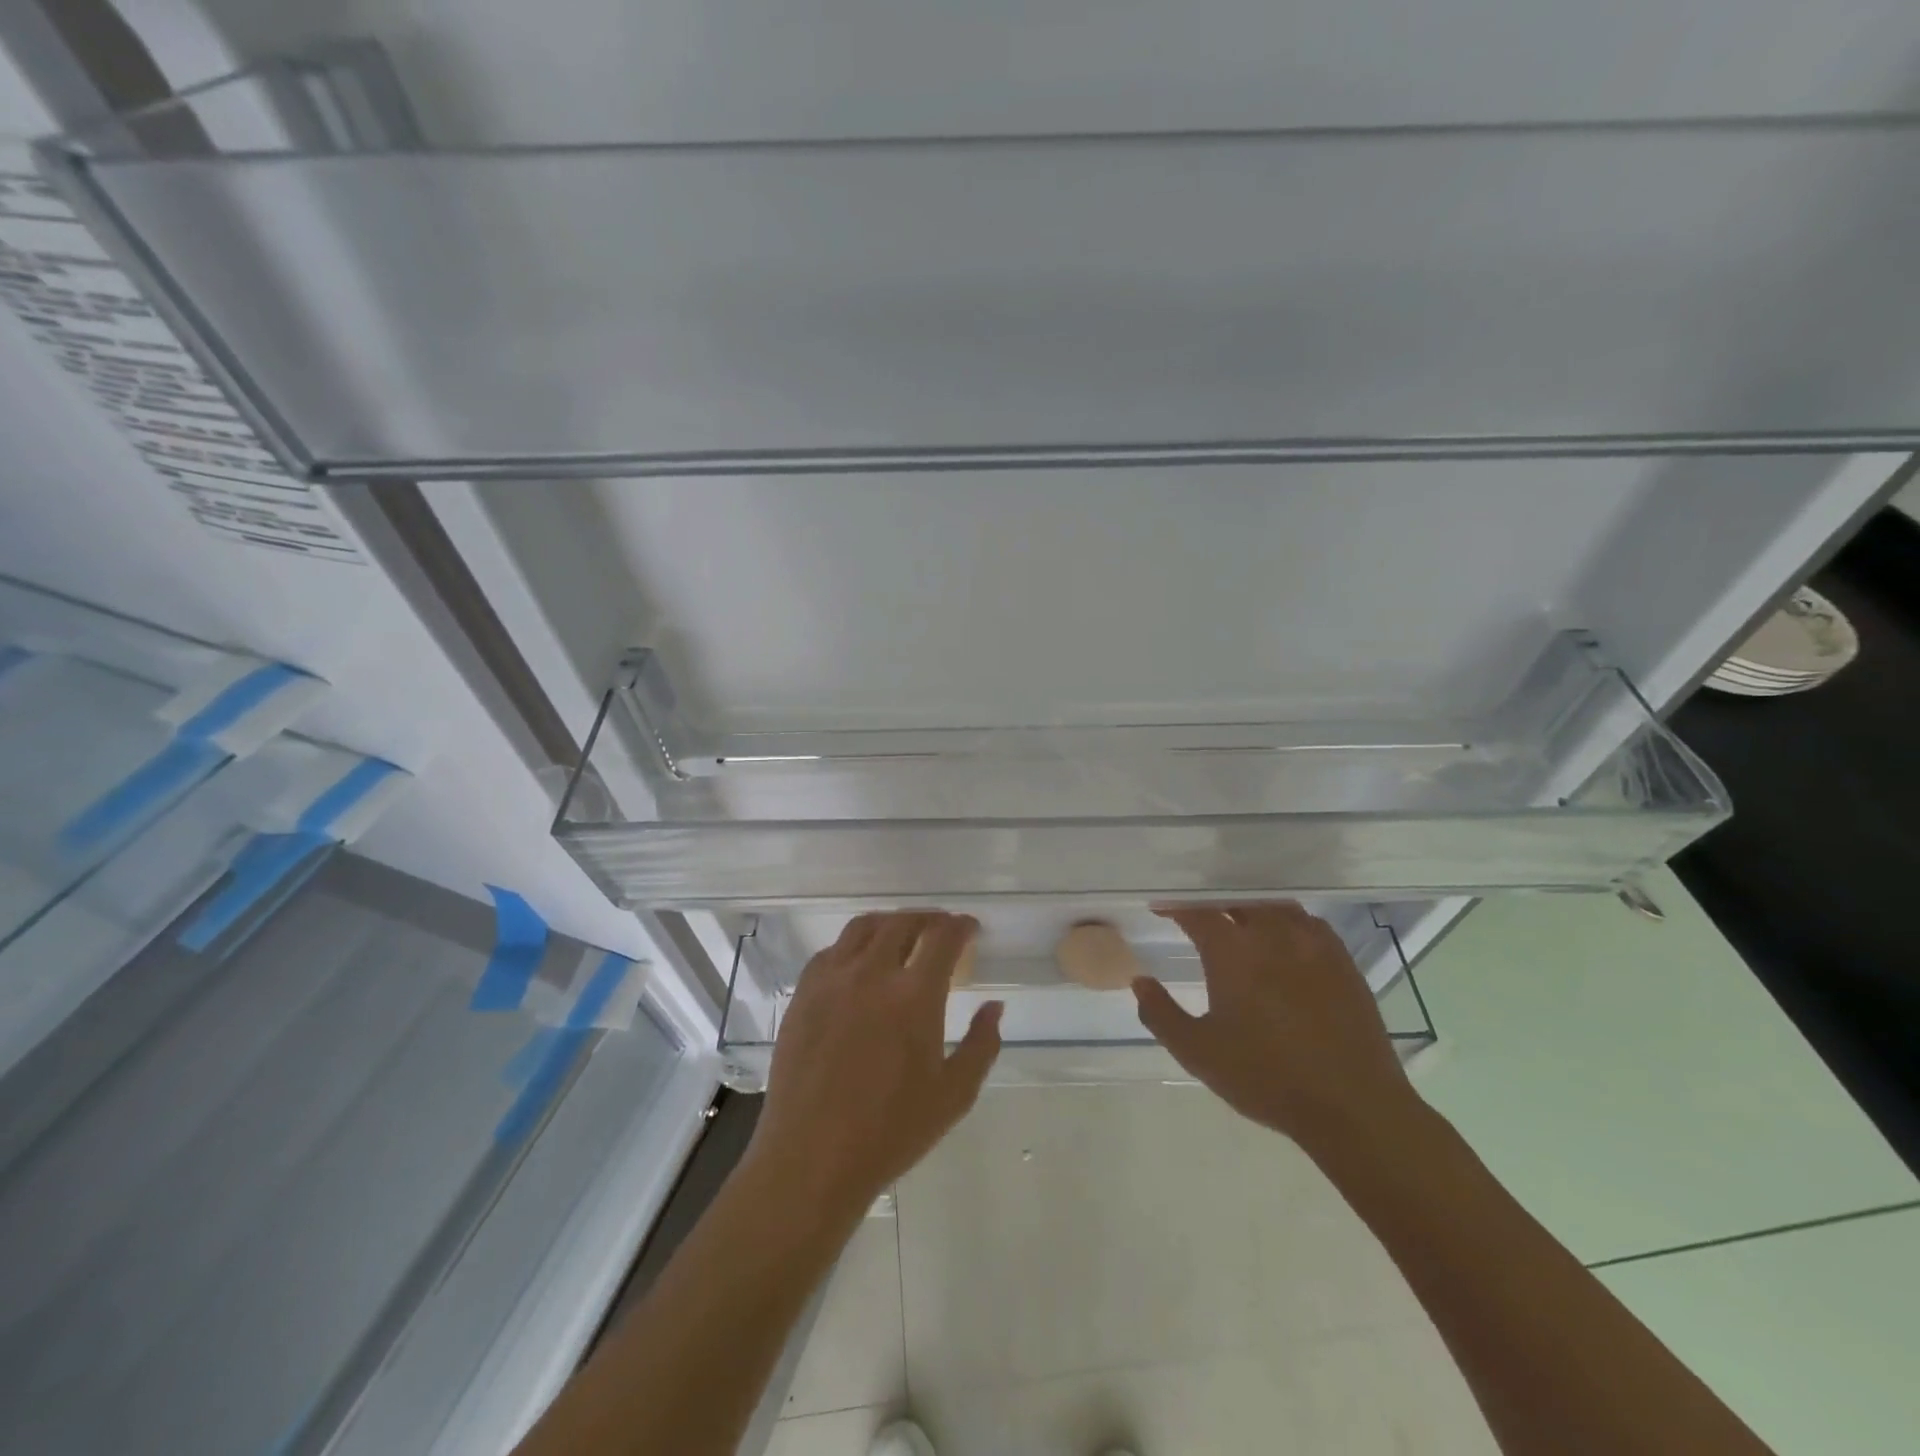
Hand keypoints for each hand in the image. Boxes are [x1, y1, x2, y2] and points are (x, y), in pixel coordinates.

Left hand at [747, 912, 1002, 1226]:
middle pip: (903, 922)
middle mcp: (872, 974)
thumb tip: (994, 1007)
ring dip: (890, 923)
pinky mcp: (804, 994)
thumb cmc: (891, 1131)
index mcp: (914, 995)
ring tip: (902, 934)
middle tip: (940, 929)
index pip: (943, 937)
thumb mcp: (954, 1094)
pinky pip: (831, 951)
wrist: (813, 1157)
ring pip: (864, 927)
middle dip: (928, 919)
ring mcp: (832, 980)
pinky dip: (853, 945)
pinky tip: (859, 963)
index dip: (961, 926)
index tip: (970, 929)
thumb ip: (982, 1044)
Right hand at [1133, 903, 1415, 1147]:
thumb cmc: (1265, 1077)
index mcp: (1232, 951)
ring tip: (1239, 925)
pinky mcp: (1342, 960)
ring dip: (1250, 910)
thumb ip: (1160, 1014)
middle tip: (1197, 917)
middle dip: (1212, 904)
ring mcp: (1312, 943)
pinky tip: (1284, 941)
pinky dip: (1287, 922)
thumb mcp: (1198, 1052)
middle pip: (1236, 900)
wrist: (1352, 1106)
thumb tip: (1140, 981)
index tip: (1160, 909)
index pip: (1196, 910)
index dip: (1174, 905)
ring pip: (1273, 906)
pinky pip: (1307, 923)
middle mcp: (1271, 933)